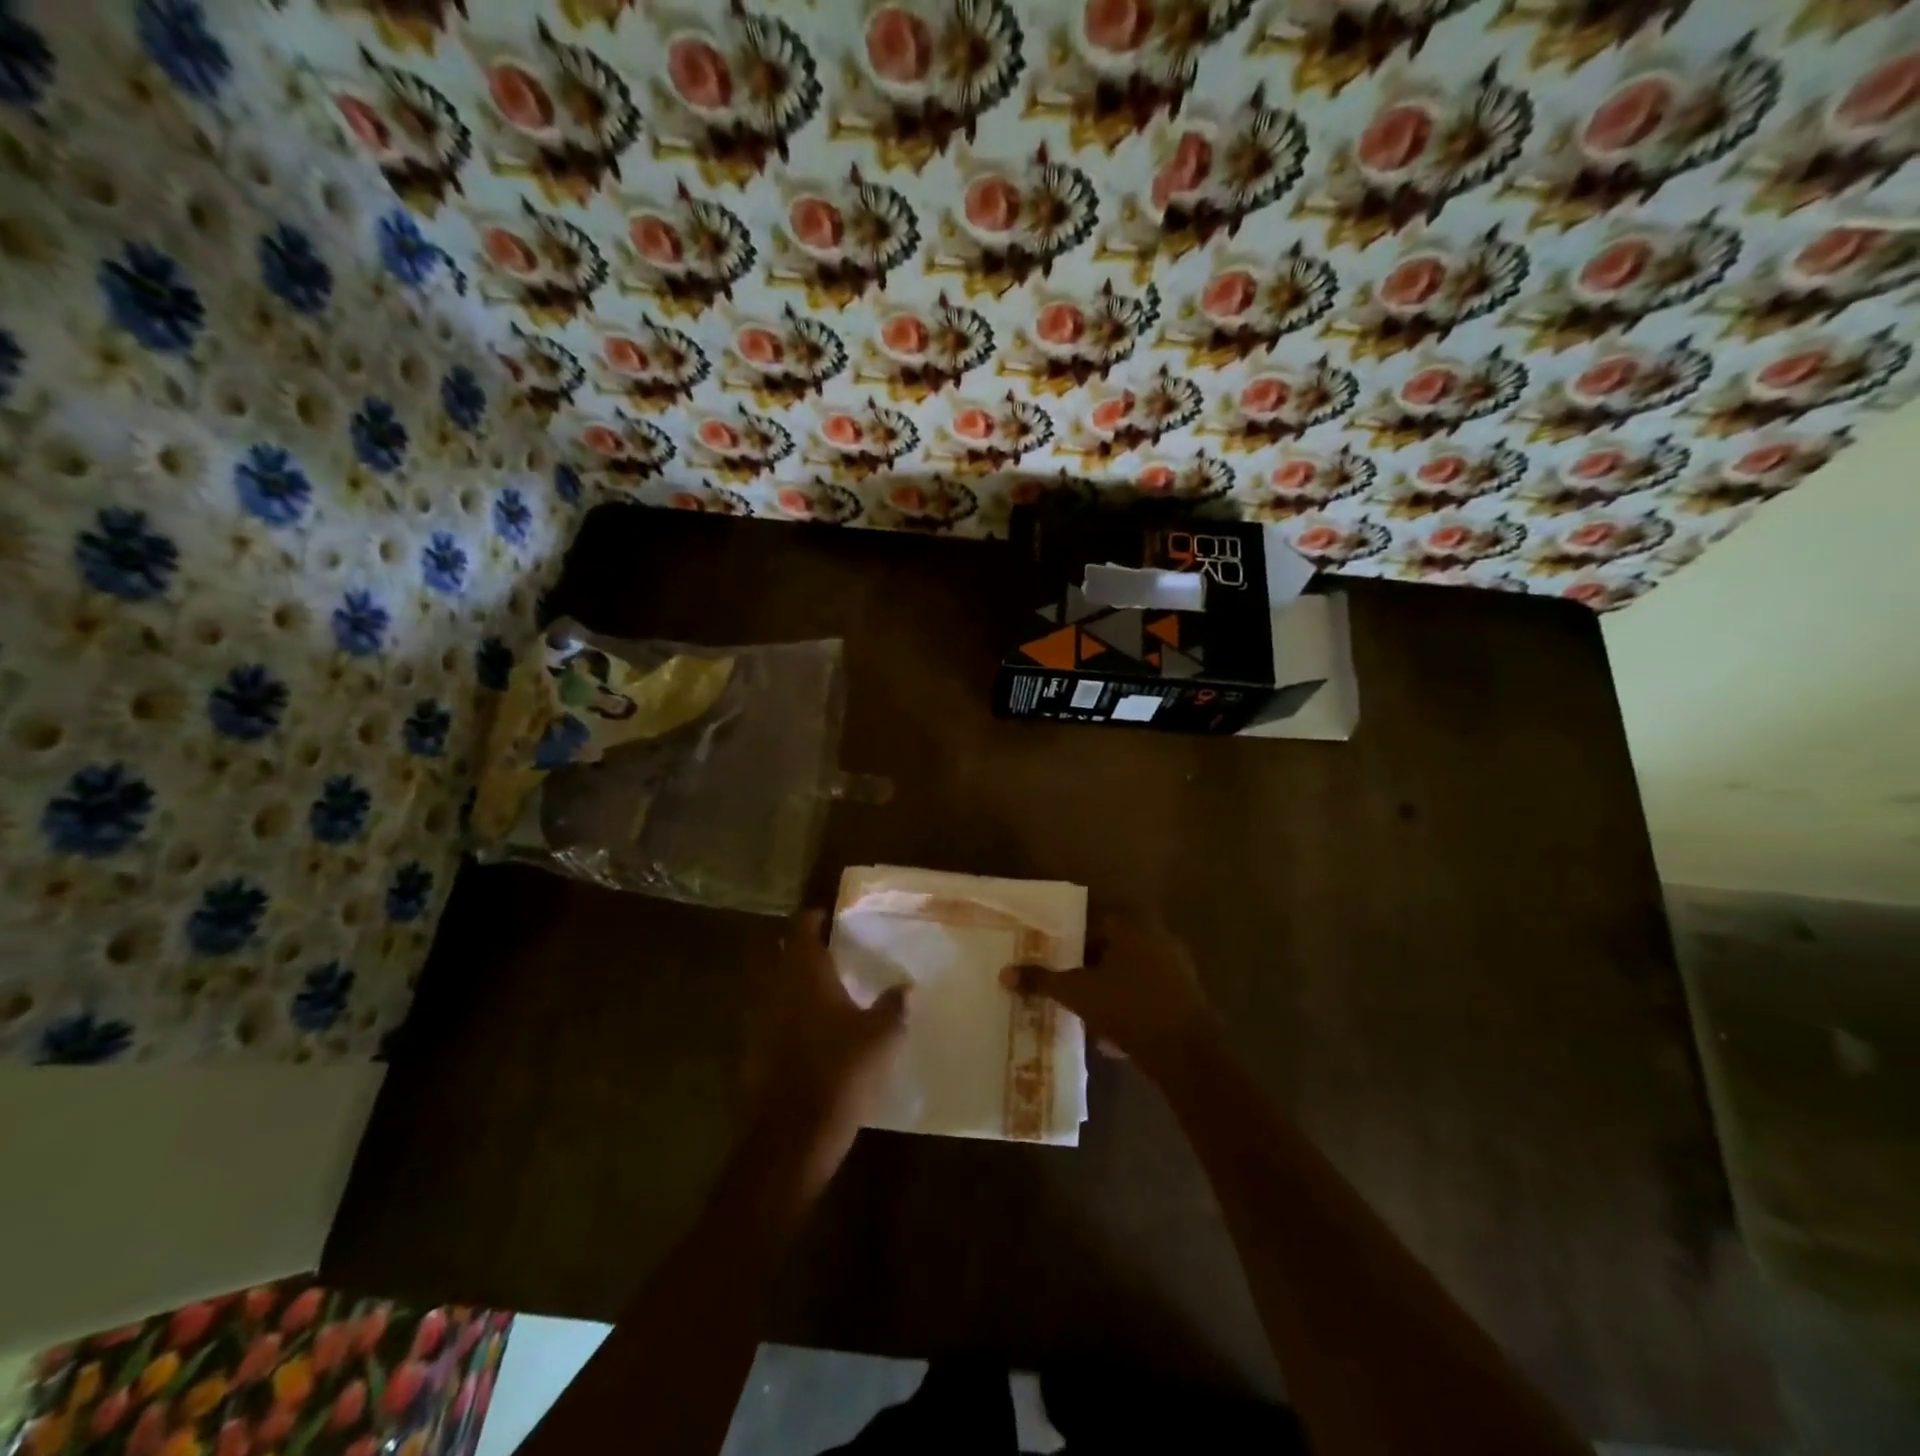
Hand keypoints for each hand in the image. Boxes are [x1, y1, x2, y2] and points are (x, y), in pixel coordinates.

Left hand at [746, 909, 908, 1171]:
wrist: (793, 1135)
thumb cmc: (841, 1072)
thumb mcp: (881, 1038)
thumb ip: (893, 1008)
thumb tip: (909, 988)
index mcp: (805, 974)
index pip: (800, 929)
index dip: (810, 919)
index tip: (823, 916)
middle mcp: (774, 988)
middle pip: (768, 950)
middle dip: (783, 941)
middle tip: (807, 943)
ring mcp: (755, 1020)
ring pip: (759, 983)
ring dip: (775, 976)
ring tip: (802, 982)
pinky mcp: (748, 1051)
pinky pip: (758, 1016)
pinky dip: (772, 1011)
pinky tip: (793, 1026)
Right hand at [1001, 917, 1217, 1082]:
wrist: (1186, 1052)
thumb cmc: (1129, 1007)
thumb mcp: (1077, 993)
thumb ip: (1042, 980)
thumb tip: (1004, 973)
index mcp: (1131, 924)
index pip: (1092, 921)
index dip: (1069, 941)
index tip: (1053, 959)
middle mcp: (1156, 935)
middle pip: (1111, 946)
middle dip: (1088, 966)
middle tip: (1066, 985)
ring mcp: (1175, 964)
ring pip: (1129, 971)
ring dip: (1109, 988)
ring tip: (1086, 1012)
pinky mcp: (1186, 993)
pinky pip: (1147, 992)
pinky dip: (1129, 1005)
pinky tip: (1114, 1033)